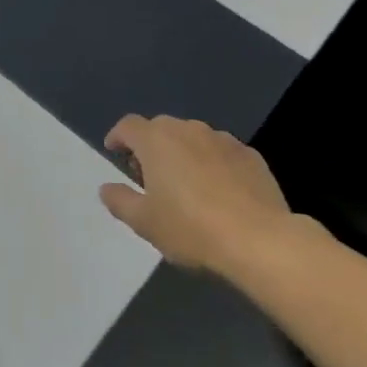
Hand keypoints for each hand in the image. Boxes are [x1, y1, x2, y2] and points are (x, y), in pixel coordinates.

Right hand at [99, 115, 297, 278]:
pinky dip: (212, 163)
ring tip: (185, 184)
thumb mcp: (144, 222)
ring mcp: (223, 140)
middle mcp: (188, 129)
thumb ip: (120, 200)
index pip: (128, 126)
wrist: (260, 240)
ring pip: (193, 138)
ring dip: (183, 153)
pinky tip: (219, 191)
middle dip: (150, 146)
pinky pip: (221, 152)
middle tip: (149, 175)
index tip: (114, 152)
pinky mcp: (251, 155)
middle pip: (161, 128)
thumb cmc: (191, 228)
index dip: (118, 137)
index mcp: (156, 140)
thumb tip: (106, 188)